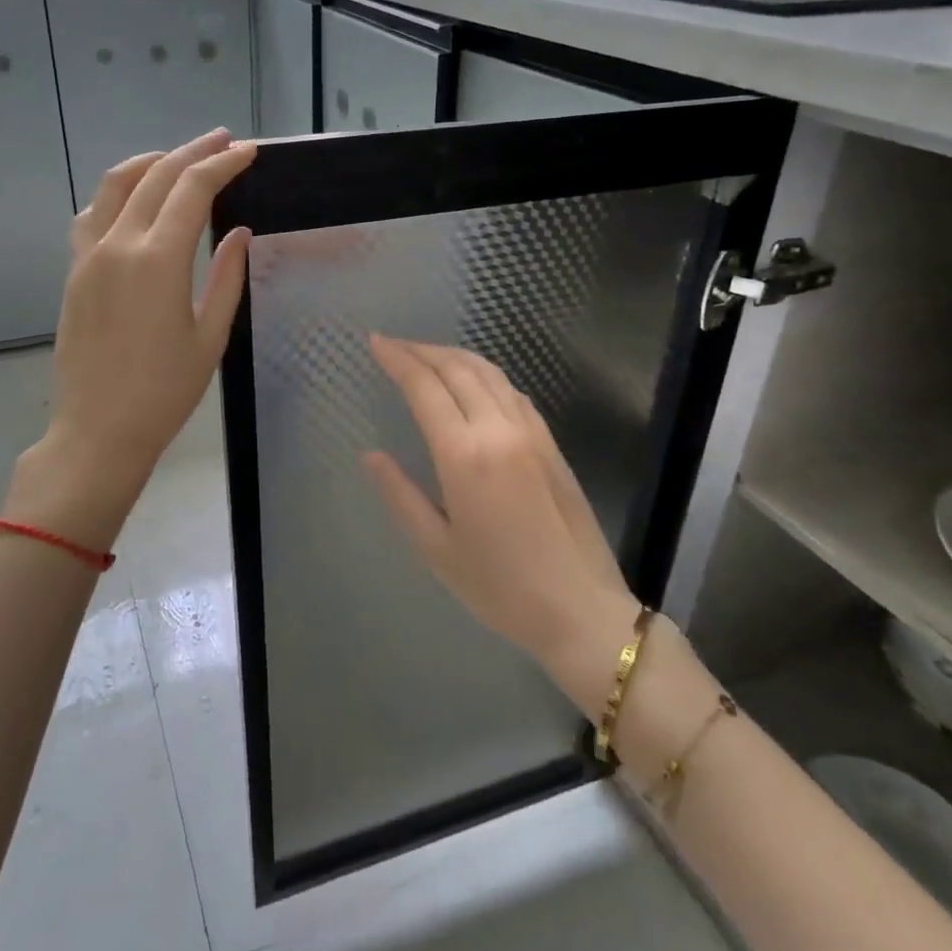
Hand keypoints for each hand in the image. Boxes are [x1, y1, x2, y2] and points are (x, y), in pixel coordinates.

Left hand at [6, 129, 255, 549]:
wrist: (98, 431)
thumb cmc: (165, 392)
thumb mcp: (210, 337)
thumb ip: (227, 277)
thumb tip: (238, 232)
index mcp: (158, 260)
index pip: (192, 189)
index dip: (222, 163)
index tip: (247, 151)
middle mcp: (118, 244)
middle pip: (156, 176)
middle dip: (192, 152)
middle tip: (223, 141)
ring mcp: (89, 255)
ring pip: (116, 185)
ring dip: (151, 162)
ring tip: (179, 158)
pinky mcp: (74, 272)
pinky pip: (92, 214)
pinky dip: (117, 193)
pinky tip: (134, 200)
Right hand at [364, 336, 640, 699]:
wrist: (580, 609)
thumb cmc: (499, 587)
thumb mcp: (436, 549)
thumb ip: (400, 494)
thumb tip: (370, 455)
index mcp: (464, 455)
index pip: (425, 387)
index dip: (397, 359)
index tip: (375, 342)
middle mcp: (498, 430)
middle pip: (457, 369)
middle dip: (422, 350)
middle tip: (393, 344)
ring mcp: (531, 433)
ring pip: (489, 373)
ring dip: (454, 355)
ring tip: (427, 355)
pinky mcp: (551, 444)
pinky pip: (513, 391)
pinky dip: (485, 374)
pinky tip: (474, 382)